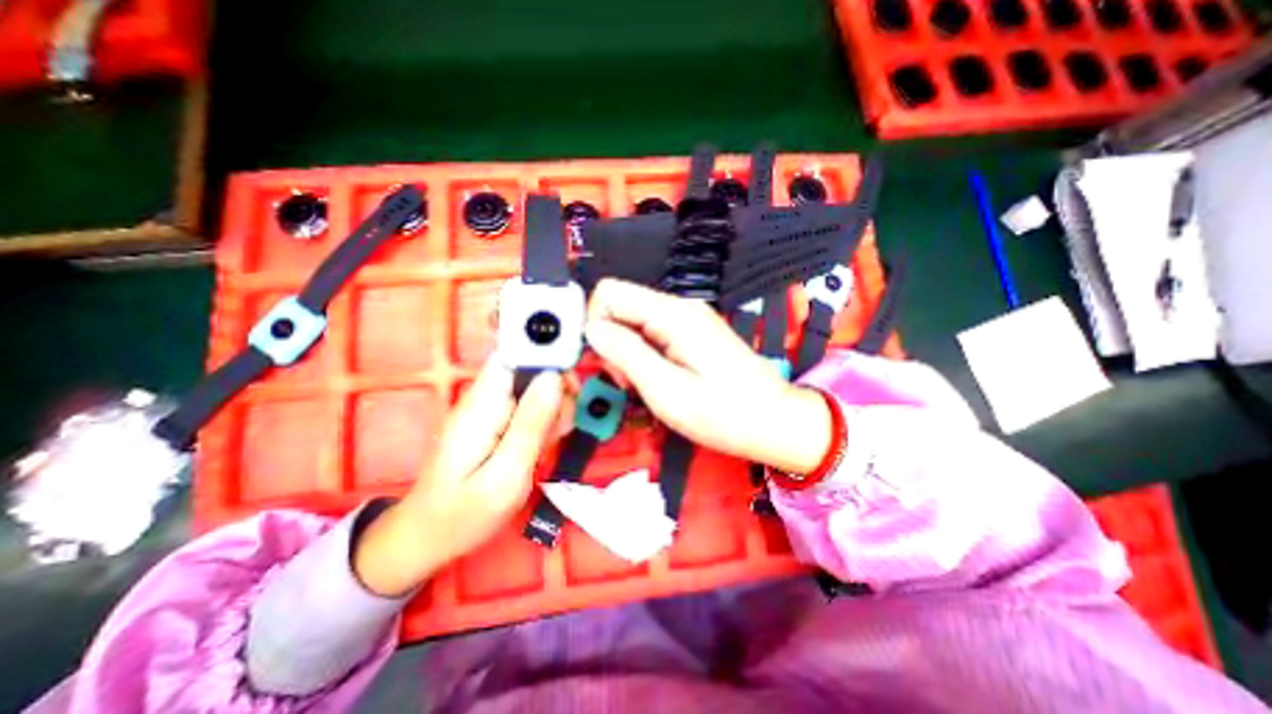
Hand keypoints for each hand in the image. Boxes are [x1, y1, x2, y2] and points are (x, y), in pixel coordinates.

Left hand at [349, 359, 562, 600]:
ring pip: (537, 389)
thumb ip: (531, 425)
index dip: (548, 357)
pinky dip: (545, 422)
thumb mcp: (506, 475)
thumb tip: (554, 376)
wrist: (428, 538)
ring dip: (555, 410)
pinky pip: (531, 408)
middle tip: (560, 427)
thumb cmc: (464, 513)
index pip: (515, 353)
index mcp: (483, 403)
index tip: (570, 385)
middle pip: (532, 370)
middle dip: (557, 391)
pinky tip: (542, 446)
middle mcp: (486, 397)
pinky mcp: (497, 421)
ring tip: (549, 443)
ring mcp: (492, 409)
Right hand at [586, 283, 837, 476]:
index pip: (609, 292)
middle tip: (627, 380)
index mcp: (673, 315)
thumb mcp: (667, 391)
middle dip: (611, 341)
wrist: (775, 423)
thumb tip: (592, 329)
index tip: (602, 361)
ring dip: (626, 352)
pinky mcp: (692, 334)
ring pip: (633, 321)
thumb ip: (626, 354)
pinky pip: (651, 334)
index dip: (594, 323)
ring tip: (643, 385)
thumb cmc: (724, 414)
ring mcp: (687, 320)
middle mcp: (679, 308)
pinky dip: (643, 355)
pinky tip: (656, 379)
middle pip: (620, 305)